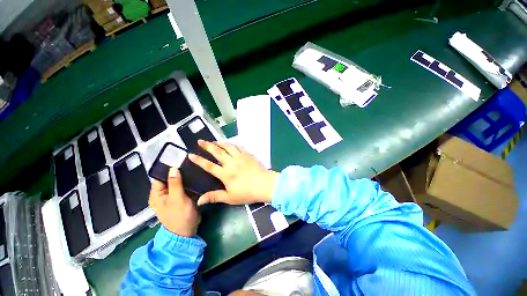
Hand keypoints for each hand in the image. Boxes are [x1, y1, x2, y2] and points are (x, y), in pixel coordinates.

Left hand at [148, 168, 200, 235]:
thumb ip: (175, 183)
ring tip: (192, 169)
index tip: (179, 159)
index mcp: (156, 194)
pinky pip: (181, 189)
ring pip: (176, 184)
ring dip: (183, 179)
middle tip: (188, 163)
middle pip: (168, 179)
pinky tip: (193, 179)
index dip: (168, 167)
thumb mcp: (177, 200)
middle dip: (178, 173)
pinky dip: (186, 185)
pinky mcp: (178, 201)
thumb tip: (173, 168)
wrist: (187, 235)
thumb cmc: (180, 218)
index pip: (160, 175)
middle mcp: (161, 194)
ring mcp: (170, 198)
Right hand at [188, 140, 278, 205]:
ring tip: (212, 141)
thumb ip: (214, 197)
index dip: (198, 160)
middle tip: (200, 140)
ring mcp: (240, 157)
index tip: (190, 154)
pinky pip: (238, 146)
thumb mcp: (230, 198)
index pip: (208, 166)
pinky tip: (229, 144)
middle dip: (207, 145)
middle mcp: (231, 163)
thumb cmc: (248, 193)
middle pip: (217, 151)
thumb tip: (199, 201)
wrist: (266, 186)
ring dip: (219, 143)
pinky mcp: (248, 154)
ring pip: (227, 146)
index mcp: (225, 174)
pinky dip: (232, 144)